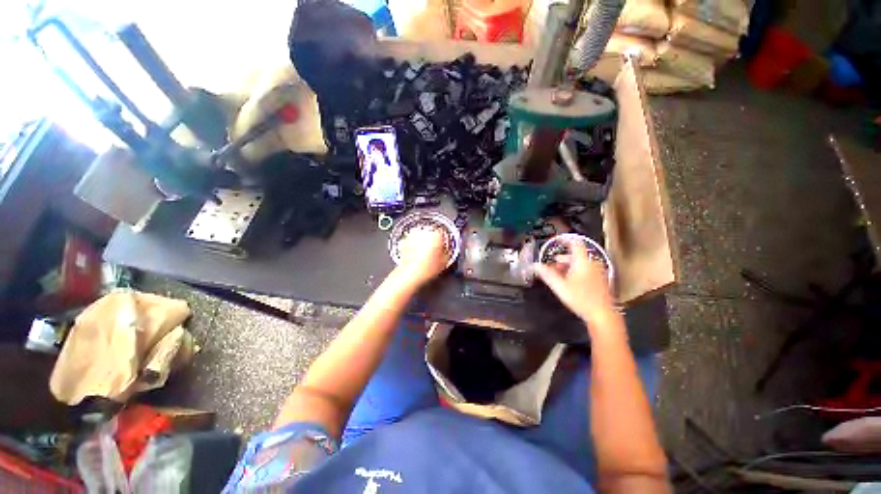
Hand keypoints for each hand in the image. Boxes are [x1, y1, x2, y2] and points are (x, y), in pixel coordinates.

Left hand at [396, 227, 448, 286]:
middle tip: (435, 251)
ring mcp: (414, 235)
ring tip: (425, 254)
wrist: (410, 274)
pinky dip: (415, 245)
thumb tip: (448, 249)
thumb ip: (448, 251)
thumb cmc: (427, 269)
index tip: (444, 246)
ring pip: (422, 236)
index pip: (443, 232)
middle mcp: (425, 232)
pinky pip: (413, 240)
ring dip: (424, 242)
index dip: (445, 240)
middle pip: (432, 233)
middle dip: (433, 240)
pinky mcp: (405, 240)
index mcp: (437, 234)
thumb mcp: (445, 261)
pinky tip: (417, 255)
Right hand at [534, 240, 614, 324]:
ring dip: (568, 266)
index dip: (565, 240)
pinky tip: (570, 282)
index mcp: (583, 262)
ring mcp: (598, 272)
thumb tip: (535, 266)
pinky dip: (576, 271)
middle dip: (562, 259)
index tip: (556, 240)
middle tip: (552, 264)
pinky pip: (586, 270)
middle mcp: (592, 264)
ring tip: (559, 275)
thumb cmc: (581, 299)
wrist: (603, 315)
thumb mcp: (560, 286)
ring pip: (581, 263)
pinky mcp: (600, 280)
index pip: (575, 243)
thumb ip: (547, 274)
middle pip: (576, 255)